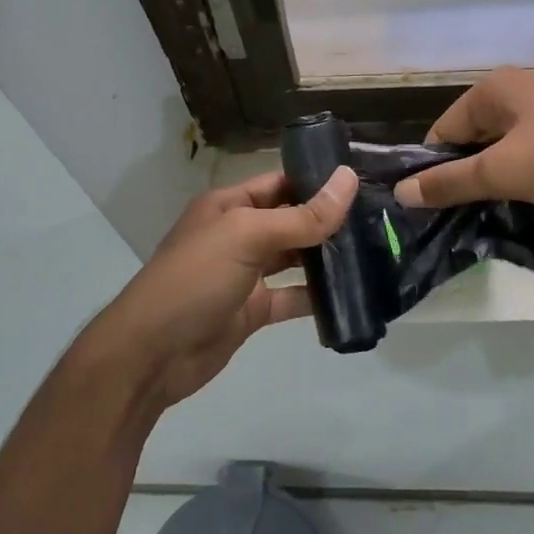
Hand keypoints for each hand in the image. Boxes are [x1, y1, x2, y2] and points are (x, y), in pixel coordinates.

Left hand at [83, 166, 357, 410]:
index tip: (365, 183)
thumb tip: (348, 179)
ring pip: (294, 260)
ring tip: (376, 253)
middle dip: (329, 221)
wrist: (152, 354)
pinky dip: (316, 298)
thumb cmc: (195, 280)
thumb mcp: (247, 237)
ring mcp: (245, 275)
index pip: (281, 183)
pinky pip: (291, 298)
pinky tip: (351, 296)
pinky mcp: (252, 311)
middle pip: (291, 220)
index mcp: (229, 206)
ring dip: (327, 258)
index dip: (318, 181)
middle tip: (381, 220)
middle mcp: (238, 235)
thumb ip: (301, 215)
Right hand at [393, 67, 533, 215]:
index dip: (435, 168)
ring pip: (506, 145)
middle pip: (474, 137)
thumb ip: (450, 182)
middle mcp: (519, 89)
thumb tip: (401, 192)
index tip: (436, 207)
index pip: (443, 131)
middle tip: (467, 214)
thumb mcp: (503, 172)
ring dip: (499, 175)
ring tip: (500, 209)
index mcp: (493, 88)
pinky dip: (528, 172)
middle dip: (468, 173)